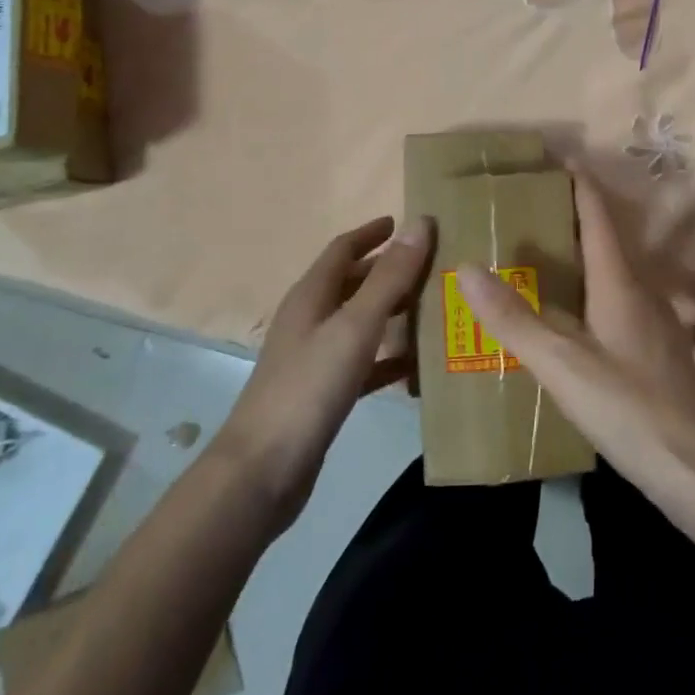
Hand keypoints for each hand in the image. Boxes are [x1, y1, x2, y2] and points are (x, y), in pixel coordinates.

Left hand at [216, 216, 431, 535]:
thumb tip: (420, 223)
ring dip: (391, 311)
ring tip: (432, 307)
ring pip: (359, 322)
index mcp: (311, 296)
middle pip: (352, 283)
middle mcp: (310, 320)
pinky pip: (362, 362)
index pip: (343, 249)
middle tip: (432, 265)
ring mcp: (313, 358)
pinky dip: (388, 357)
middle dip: (388, 270)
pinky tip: (416, 366)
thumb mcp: (355, 326)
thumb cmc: (309, 388)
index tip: (406, 222)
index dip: (373, 233)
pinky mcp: (322, 393)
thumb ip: (389, 278)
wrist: (262, 472)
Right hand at [456, 167, 694, 519]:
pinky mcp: (657, 351)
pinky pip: (618, 301)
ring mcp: (655, 322)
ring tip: (542, 256)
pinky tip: (573, 317)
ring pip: (613, 272)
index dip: (576, 182)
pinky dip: (591, 290)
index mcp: (620, 282)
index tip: (553, 156)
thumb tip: (468, 266)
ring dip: (582, 255)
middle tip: (529, 207)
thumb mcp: (563, 365)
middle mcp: (642, 291)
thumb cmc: (630, 409)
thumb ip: (514, 318)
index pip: (596, 214)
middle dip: (571, 216)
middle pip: (606, 238)